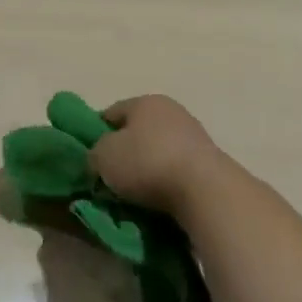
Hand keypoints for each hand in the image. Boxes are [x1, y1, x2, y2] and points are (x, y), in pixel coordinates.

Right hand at [89, 95, 230, 218]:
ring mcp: (194, 135)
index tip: (90, 159)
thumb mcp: (103, 156)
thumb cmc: (147, 163)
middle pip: (137, 132)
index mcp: (144, 101)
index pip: (111, 113)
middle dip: (124, 153)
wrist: (205, 191)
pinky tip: (160, 199)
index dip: (96, 134)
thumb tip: (99, 159)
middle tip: (111, 178)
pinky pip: (177, 170)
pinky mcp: (210, 162)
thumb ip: (94, 153)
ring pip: (158, 151)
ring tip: (135, 195)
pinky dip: (167, 182)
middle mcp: (171, 111)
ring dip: (147, 169)